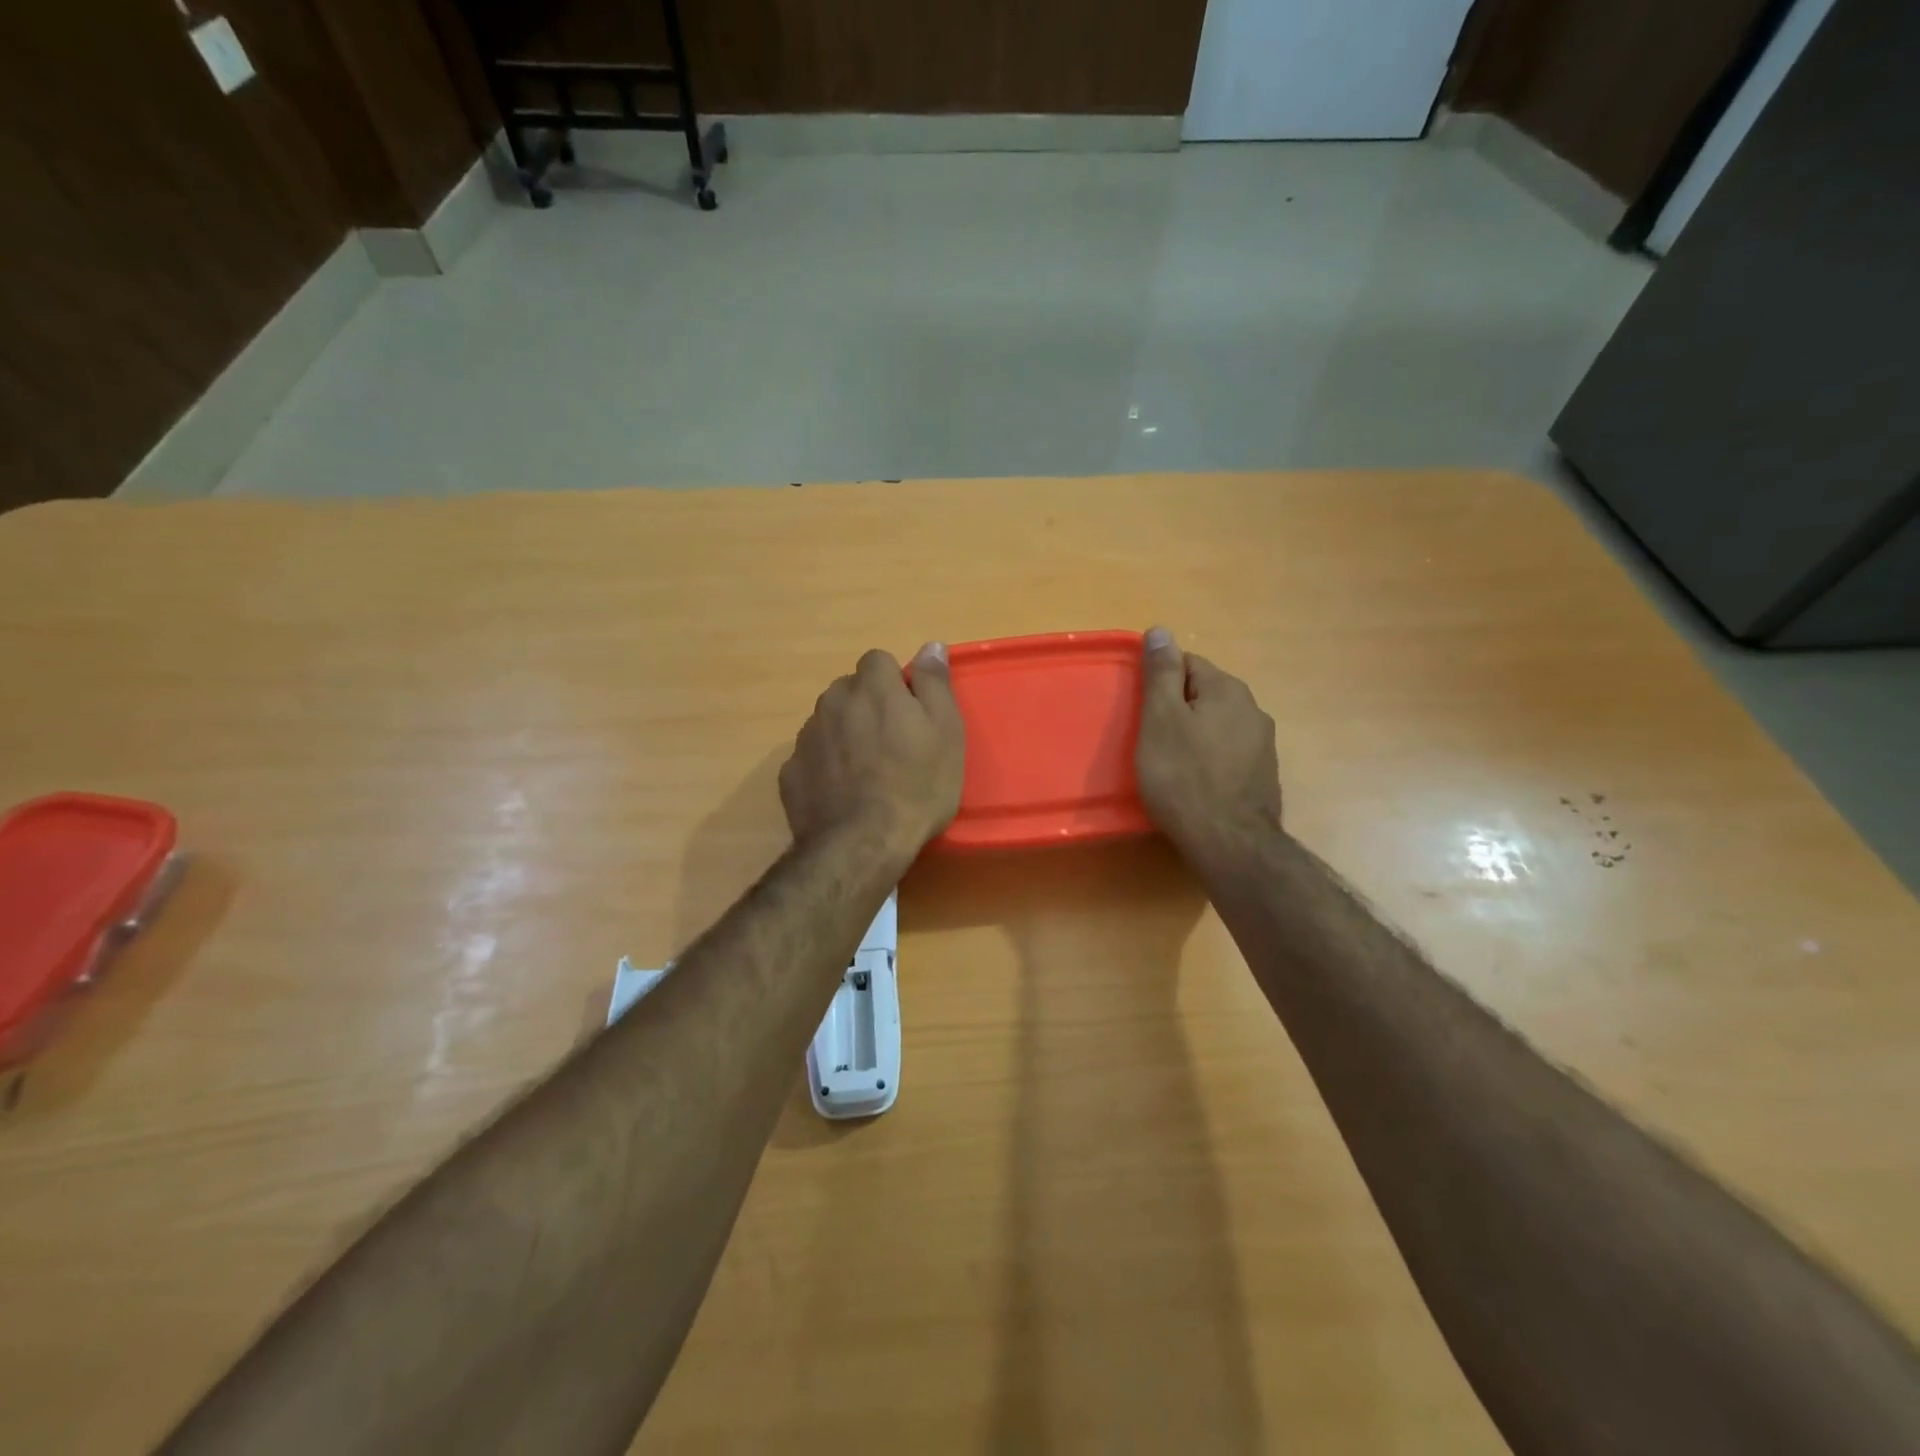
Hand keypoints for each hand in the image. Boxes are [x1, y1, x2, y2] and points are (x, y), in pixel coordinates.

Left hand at [780, 645, 965, 862]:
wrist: (862, 844)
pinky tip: (842, 793)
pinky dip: (824, 766)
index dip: (894, 683)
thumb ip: (935, 683)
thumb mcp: (946, 732)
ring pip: (828, 721)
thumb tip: (931, 646)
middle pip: (850, 690)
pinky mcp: (790, 771)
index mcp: (872, 688)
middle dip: (867, 706)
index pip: (878, 661)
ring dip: (844, 734)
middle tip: (891, 744)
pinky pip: (811, 756)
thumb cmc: (916, 786)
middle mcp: (832, 702)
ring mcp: (806, 737)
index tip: (910, 713)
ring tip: (866, 772)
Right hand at [1135, 626, 1282, 853]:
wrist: (1229, 843)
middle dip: (1178, 710)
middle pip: (1205, 695)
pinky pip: (1229, 754)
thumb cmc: (1183, 777)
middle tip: (1152, 740)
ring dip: (1196, 735)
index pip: (1188, 664)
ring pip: (1219, 725)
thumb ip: (1162, 673)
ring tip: (1172, 764)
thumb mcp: (1161, 719)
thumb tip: (1161, 630)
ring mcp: (1263, 745)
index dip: (1160, 684)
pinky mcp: (1264, 776)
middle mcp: (1253, 710)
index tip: (1143, 712)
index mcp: (1228, 690)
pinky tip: (1196, 783)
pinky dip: (1211, 760)